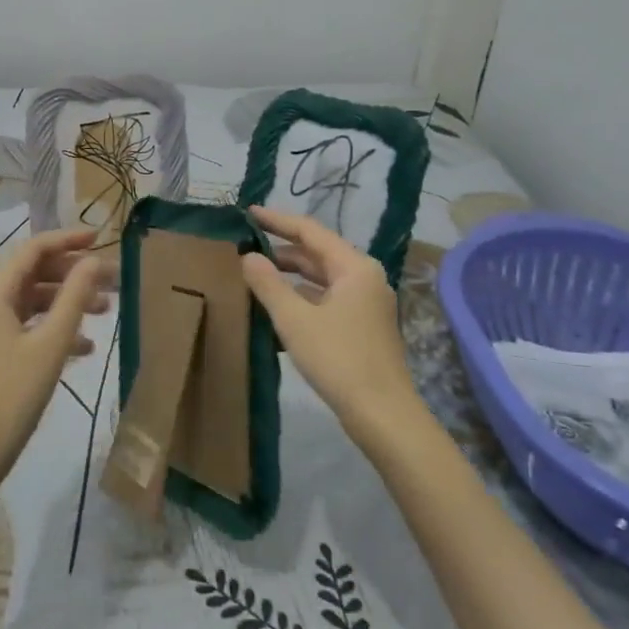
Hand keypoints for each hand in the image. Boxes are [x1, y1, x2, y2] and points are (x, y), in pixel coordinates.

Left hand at [0, 228, 113, 477]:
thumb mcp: (51, 344)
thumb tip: (94, 261)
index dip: (68, 240)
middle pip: (32, 274)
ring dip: (65, 304)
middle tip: (111, 284)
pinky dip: (50, 329)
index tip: (101, 239)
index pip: (32, 250)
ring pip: (29, 302)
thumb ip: (74, 297)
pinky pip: (22, 327)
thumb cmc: (12, 395)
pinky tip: (82, 348)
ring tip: (105, 313)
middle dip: (72, 276)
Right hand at [241, 207, 418, 437]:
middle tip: (245, 248)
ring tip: (254, 276)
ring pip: (321, 279)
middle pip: (317, 254)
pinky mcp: (362, 327)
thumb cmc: (338, 359)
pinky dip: (301, 299)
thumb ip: (268, 284)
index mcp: (354, 267)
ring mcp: (366, 304)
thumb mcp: (294, 319)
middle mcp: (364, 278)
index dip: (277, 221)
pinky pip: (326, 300)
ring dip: (289, 276)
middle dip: (281, 250)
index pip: (310, 231)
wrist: (383, 415)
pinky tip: (276, 310)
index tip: (249, 213)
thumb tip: (248, 257)